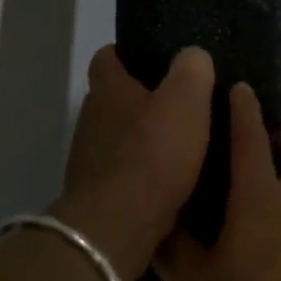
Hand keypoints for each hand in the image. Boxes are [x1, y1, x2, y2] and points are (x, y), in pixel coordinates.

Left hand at [53, 45, 213, 280]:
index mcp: (108, 90)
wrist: (118, 226)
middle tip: (179, 105)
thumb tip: (193, 56)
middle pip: (113, 99)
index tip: (154, 59)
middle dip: (141, 100)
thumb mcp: (186, 101)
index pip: (107, 58)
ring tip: (179, 147)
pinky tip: (168, 183)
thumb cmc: (153, 154)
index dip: (127, 54)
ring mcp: (88, 159)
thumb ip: (192, 71)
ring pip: (117, 138)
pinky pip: (121, 174)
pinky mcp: (96, 194)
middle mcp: (91, 119)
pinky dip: (140, 174)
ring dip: (141, 141)